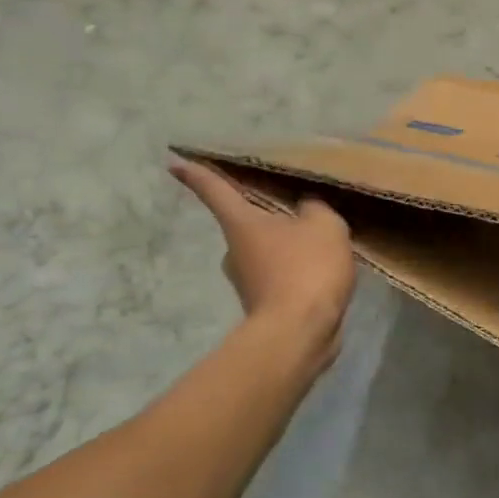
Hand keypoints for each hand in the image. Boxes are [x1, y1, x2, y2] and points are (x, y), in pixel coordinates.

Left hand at [170, 157, 356, 349]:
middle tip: (300, 212)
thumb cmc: (305, 268)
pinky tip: (323, 272)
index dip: (197, 174)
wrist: (299, 333)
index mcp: (242, 223)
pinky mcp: (262, 304)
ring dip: (288, 247)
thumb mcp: (324, 225)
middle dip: (270, 218)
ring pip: (267, 252)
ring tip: (322, 245)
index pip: (216, 190)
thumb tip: (305, 207)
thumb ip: (315, 208)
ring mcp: (246, 281)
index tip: (174, 164)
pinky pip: (281, 276)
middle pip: (247, 224)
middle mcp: (235, 250)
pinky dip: (297, 271)